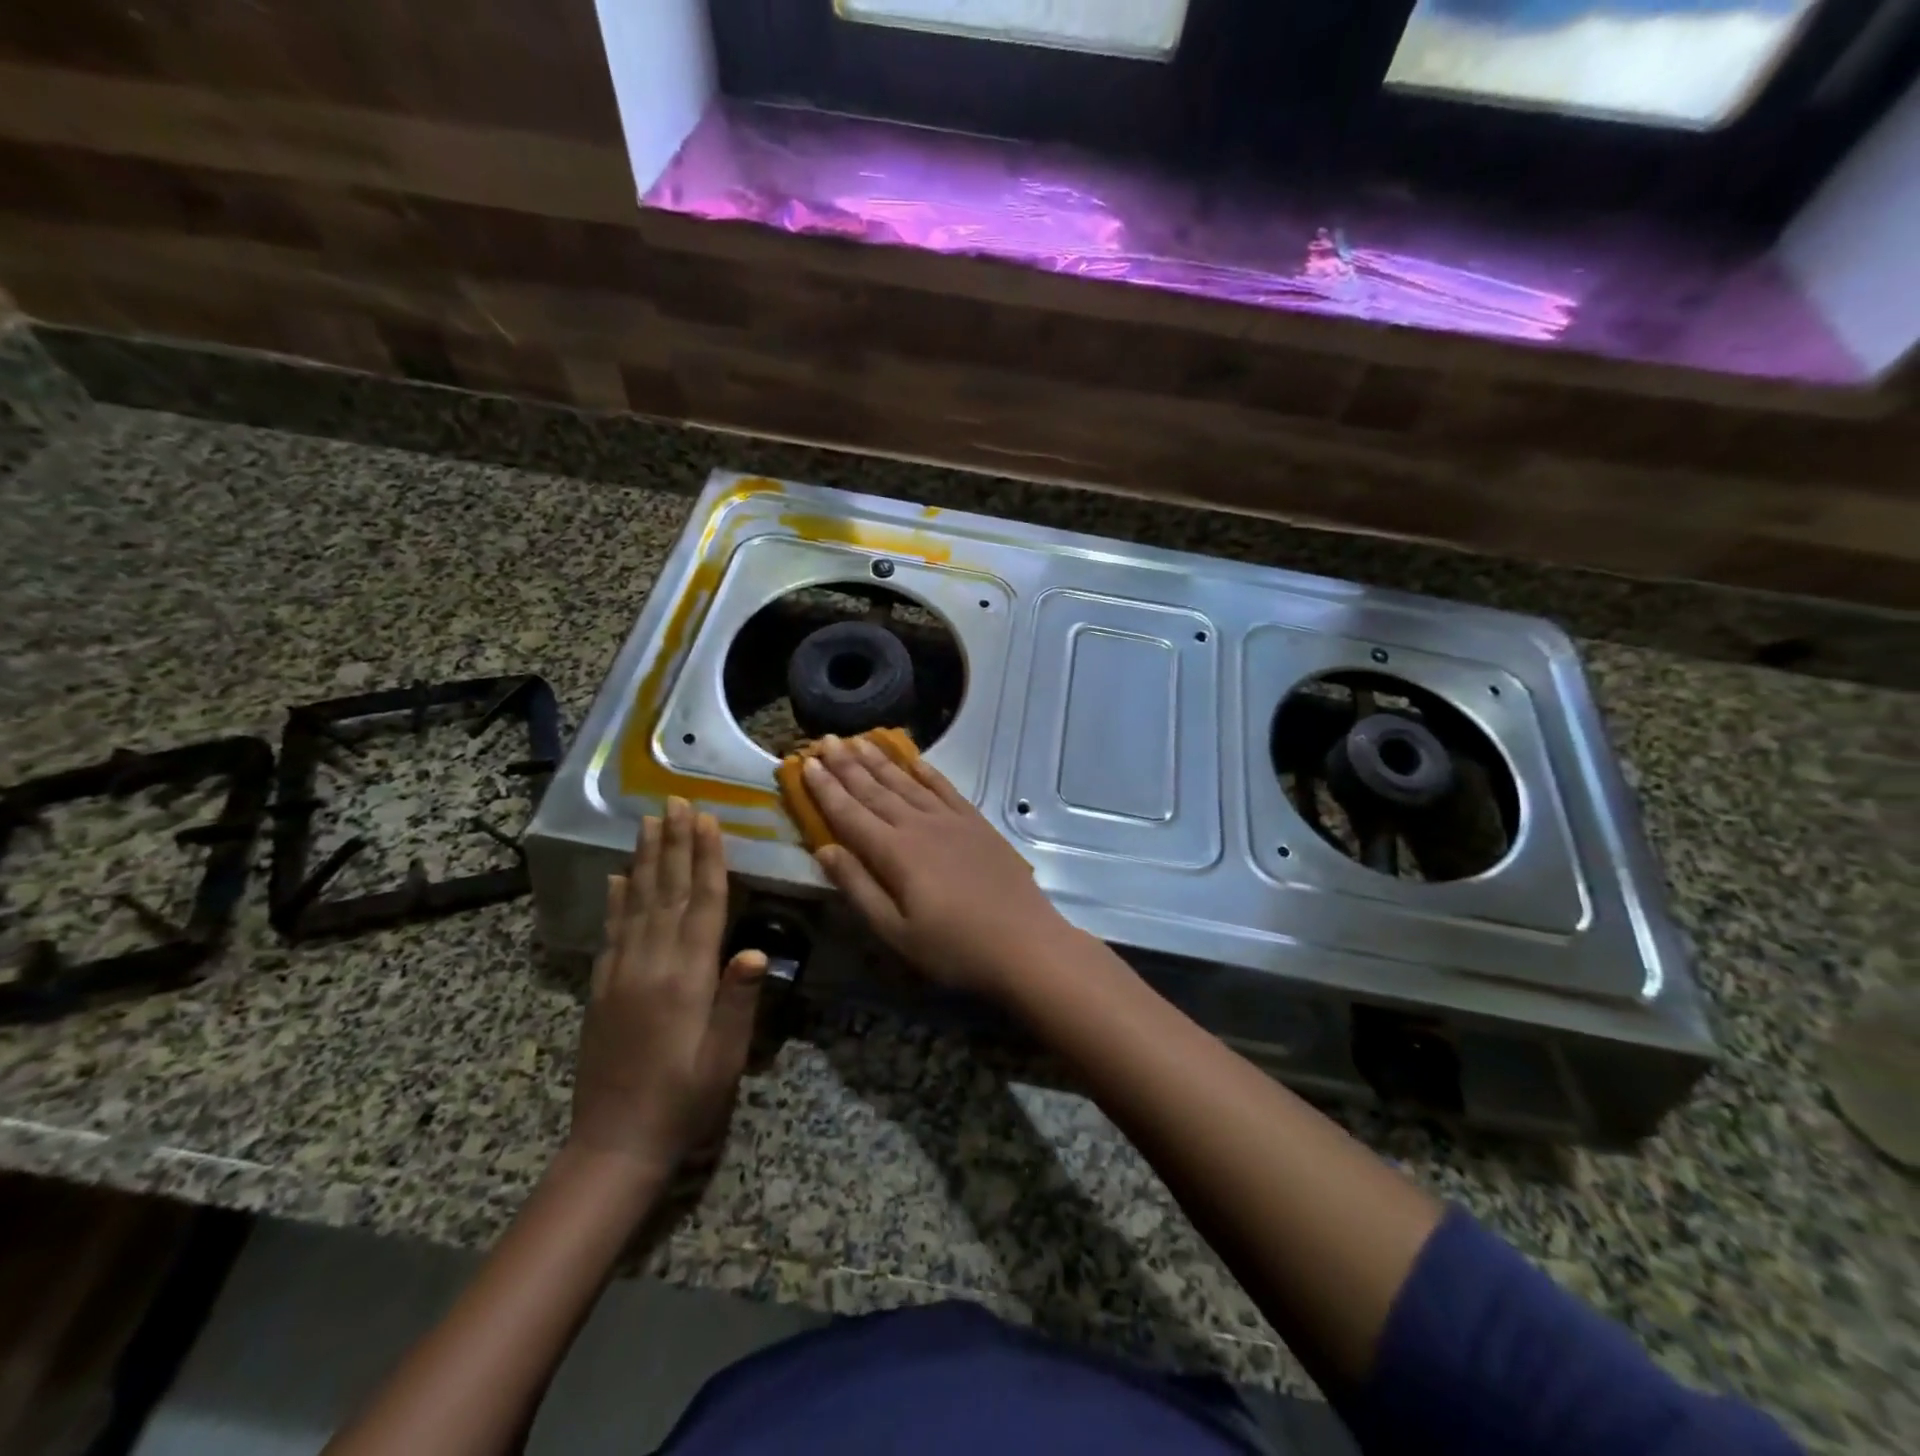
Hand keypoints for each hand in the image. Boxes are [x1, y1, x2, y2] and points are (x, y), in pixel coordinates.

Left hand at [568, 798, 765, 1180]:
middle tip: (676, 802)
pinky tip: (617, 877)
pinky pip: (611, 931)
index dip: (706, 860)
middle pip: (665, 892)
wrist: (615, 1145)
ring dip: (644, 859)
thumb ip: (738, 1001)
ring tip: (648, 822)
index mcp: (686, 978)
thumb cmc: (684, 1101)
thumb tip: (756, 951)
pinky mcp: (602, 988)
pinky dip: (615, 899)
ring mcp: (621, 974)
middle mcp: (650, 965)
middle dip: (674, 844)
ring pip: (634, 903)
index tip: (708, 821)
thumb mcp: (724, 1058)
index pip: (700, 905)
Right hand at [803, 736, 1080, 998]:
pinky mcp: (976, 823)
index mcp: (894, 853)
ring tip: (858, 740)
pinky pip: (944, 788)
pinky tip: (914, 760)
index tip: (806, 763)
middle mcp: (919, 825)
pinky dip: (926, 771)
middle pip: (875, 789)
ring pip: (907, 782)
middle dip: (847, 764)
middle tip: (825, 739)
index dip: (826, 789)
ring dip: (880, 761)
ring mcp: (951, 820)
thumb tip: (824, 849)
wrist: (1024, 942)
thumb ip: (858, 887)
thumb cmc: (954, 947)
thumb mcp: (895, 931)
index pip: (850, 813)